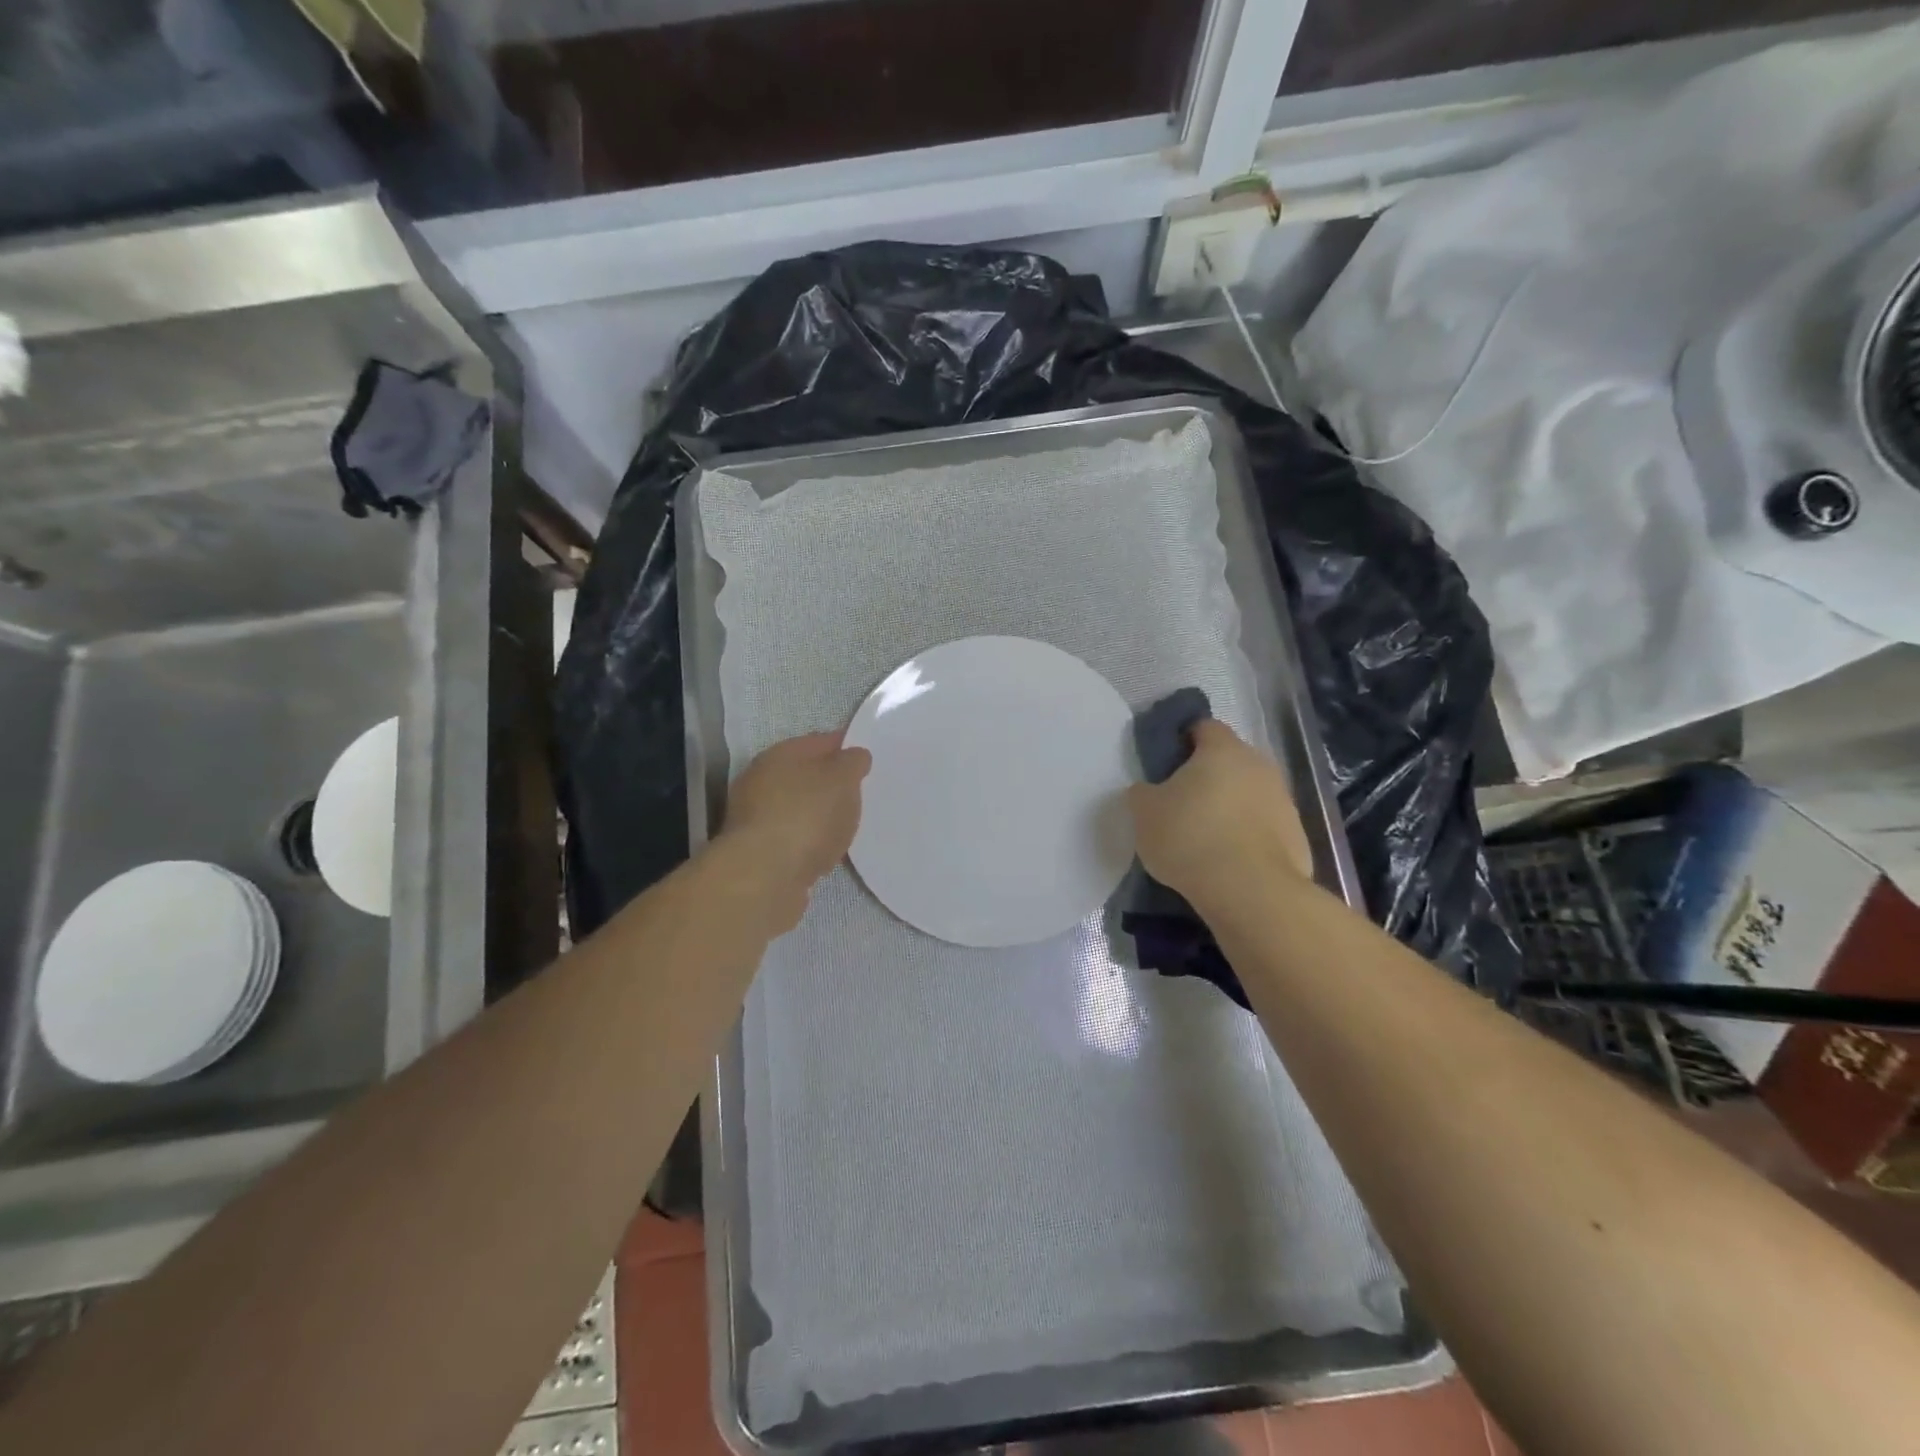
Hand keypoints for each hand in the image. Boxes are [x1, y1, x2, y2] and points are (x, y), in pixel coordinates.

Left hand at [716, 732, 871, 931]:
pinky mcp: (759, 853)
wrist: (764, 878)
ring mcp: (756, 819)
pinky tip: (827, 852)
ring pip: (798, 809)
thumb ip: (852, 763)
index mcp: (780, 755)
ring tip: (847, 826)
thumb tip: (853, 756)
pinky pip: (794, 839)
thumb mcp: (842, 779)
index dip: (844, 746)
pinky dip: (810, 842)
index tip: (866, 758)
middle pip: (804, 776)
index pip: (818, 742)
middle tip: (860, 794)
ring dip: (819, 815)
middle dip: (830, 783)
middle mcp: (761, 781)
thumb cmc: (807, 816)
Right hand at [1126, 720, 1313, 905]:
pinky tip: (1228, 862)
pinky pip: (1264, 828)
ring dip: (1231, 808)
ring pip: (1250, 795)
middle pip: (1230, 761)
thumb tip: (1148, 790)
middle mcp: (1259, 765)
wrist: (1249, 891)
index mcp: (1222, 749)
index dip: (1183, 741)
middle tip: (1182, 803)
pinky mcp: (1297, 837)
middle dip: (1209, 777)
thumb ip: (1143, 793)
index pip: (1204, 727)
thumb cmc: (1190, 837)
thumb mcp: (1144, 813)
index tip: (1167, 764)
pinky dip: (1248, 838)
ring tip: (1206, 839)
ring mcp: (1284, 801)